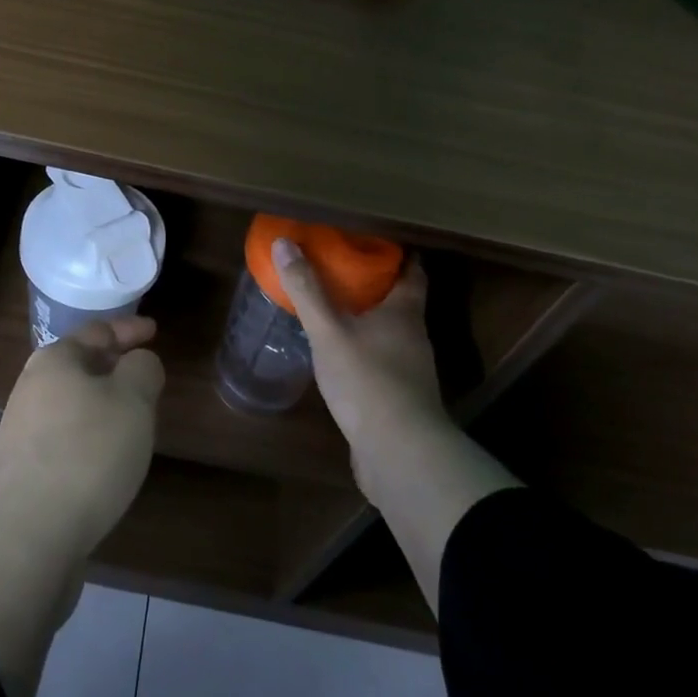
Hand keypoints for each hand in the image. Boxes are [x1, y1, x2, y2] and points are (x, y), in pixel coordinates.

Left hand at [0, 316, 163, 561]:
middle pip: (81, 366)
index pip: (98, 331)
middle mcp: (32, 387)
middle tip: (148, 378)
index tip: (155, 331)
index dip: (130, 329)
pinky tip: (107, 461)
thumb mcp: (133, 401)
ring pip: (74, 403)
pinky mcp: (23, 469)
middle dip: (115, 368)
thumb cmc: (86, 455)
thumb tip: (138, 364)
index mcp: (56, 360)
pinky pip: (67, 438)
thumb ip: (143, 370)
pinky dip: (91, 437)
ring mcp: (23, 430)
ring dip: (104, 406)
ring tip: (135, 420)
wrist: (25, 539)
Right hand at [270, 238, 445, 450]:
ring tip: (331, 310)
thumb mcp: (329, 331)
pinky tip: (337, 357)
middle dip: (374, 285)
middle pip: (400, 301)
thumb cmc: (368, 380)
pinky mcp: (399, 399)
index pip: (412, 272)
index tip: (372, 242)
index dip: (397, 255)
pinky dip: (362, 352)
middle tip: (340, 271)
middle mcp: (413, 337)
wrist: (399, 454)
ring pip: (389, 334)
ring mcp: (409, 371)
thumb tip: (284, 242)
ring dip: (366, 320)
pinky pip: (380, 363)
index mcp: (404, 312)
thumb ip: (307, 289)